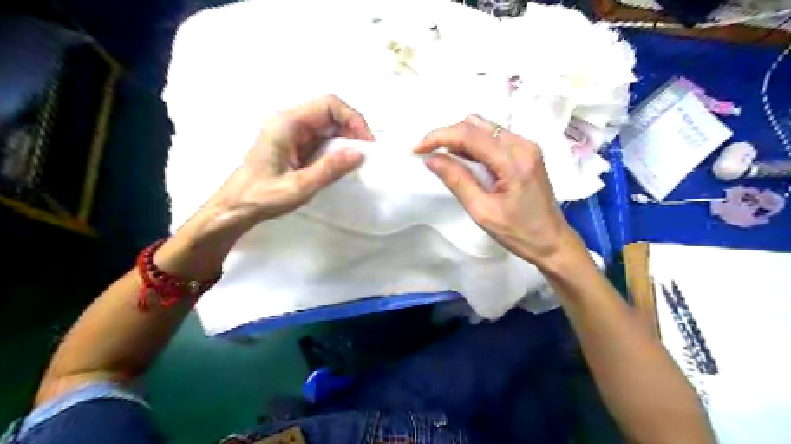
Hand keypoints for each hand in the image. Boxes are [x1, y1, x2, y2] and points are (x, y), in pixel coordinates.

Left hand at [202, 93, 373, 232]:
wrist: (234, 208)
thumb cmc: (261, 197)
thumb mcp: (298, 186)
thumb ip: (329, 169)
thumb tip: (359, 153)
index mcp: (287, 124)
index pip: (328, 105)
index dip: (352, 118)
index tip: (366, 142)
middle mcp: (289, 123)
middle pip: (329, 112)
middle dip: (352, 128)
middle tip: (366, 152)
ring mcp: (291, 134)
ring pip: (327, 126)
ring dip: (346, 138)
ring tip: (358, 158)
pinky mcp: (294, 146)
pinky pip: (321, 139)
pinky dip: (336, 148)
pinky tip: (343, 162)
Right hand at [415, 114, 578, 267]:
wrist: (553, 242)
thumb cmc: (519, 233)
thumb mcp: (483, 211)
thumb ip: (457, 181)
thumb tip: (431, 158)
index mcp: (513, 160)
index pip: (469, 134)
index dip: (438, 137)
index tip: (417, 149)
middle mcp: (522, 144)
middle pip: (476, 124)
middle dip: (447, 135)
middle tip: (429, 154)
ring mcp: (527, 146)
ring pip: (484, 127)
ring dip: (460, 138)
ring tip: (444, 158)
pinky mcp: (526, 152)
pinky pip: (494, 137)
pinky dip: (474, 144)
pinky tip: (464, 160)